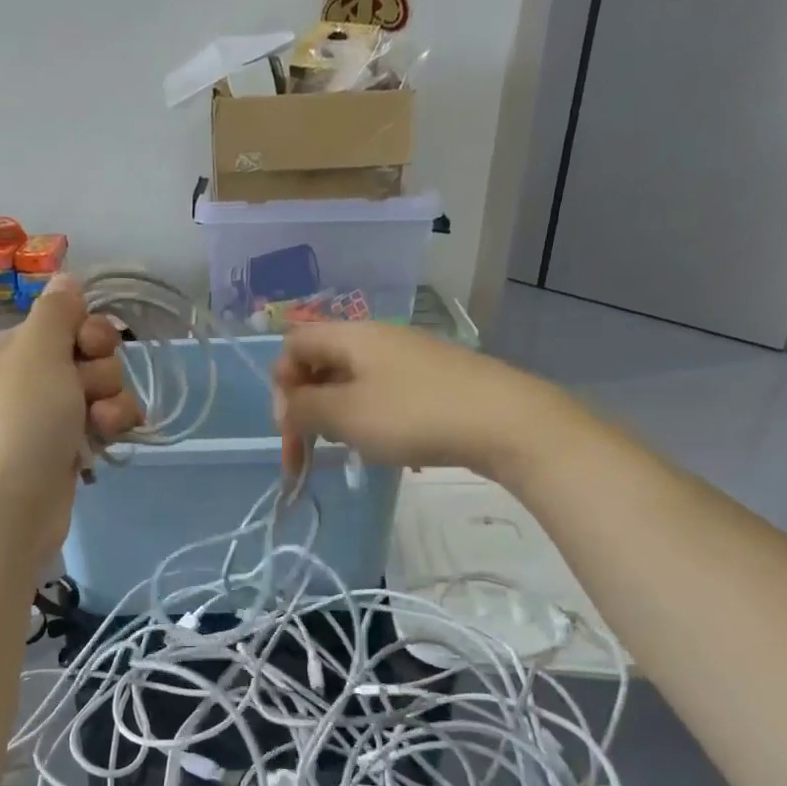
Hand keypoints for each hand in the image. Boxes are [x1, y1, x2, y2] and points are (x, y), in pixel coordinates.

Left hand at [0, 274, 141, 566]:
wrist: (7, 508)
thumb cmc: (21, 422)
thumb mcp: (37, 351)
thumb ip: (57, 311)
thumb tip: (65, 276)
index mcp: (16, 349)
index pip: (69, 321)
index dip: (90, 332)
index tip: (90, 348)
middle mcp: (32, 379)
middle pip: (92, 357)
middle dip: (103, 373)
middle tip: (87, 394)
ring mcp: (50, 418)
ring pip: (103, 393)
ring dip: (113, 404)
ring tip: (100, 427)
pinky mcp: (67, 451)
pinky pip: (102, 425)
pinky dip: (110, 430)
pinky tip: (108, 443)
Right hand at [272, 322, 549, 477]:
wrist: (505, 422)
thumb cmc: (414, 415)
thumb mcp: (345, 415)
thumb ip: (304, 409)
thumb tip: (289, 406)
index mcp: (351, 336)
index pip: (293, 345)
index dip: (281, 385)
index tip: (291, 428)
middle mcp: (377, 338)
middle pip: (320, 362)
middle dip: (305, 406)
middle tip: (309, 449)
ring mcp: (408, 356)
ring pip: (351, 380)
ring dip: (336, 414)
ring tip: (346, 448)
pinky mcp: (433, 378)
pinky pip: (382, 392)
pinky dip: (368, 417)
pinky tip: (384, 445)